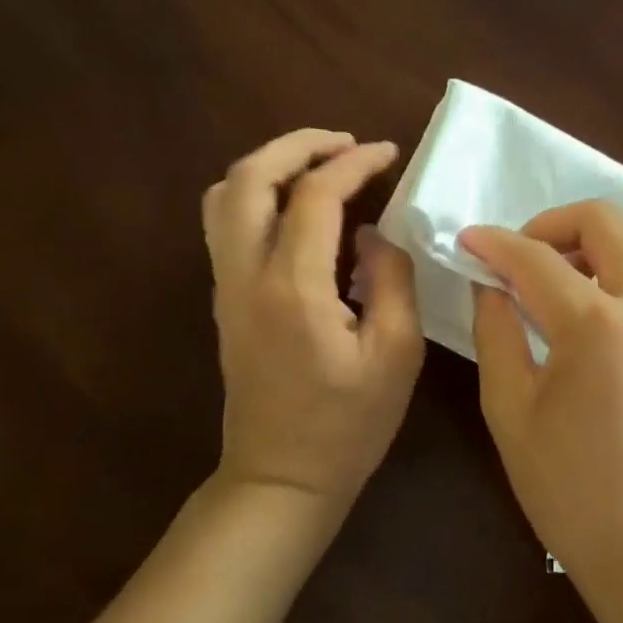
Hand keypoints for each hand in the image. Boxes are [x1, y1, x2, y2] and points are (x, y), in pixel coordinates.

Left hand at [203, 129, 423, 506]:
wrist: (281, 479)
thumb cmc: (348, 425)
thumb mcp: (397, 354)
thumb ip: (391, 279)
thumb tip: (372, 234)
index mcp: (294, 288)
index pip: (315, 196)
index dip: (354, 163)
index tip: (388, 152)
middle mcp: (246, 276)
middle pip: (249, 177)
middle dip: (298, 145)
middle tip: (346, 143)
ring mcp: (227, 287)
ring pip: (225, 196)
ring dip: (270, 165)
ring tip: (319, 165)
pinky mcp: (225, 300)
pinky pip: (226, 223)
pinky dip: (258, 193)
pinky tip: (298, 207)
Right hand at [461, 201, 622, 581]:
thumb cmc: (570, 487)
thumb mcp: (510, 410)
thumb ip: (496, 332)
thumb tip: (491, 284)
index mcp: (595, 325)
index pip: (536, 258)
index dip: (495, 244)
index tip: (468, 241)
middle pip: (605, 219)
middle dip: (552, 223)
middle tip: (520, 256)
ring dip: (595, 235)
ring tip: (560, 270)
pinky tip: (597, 296)